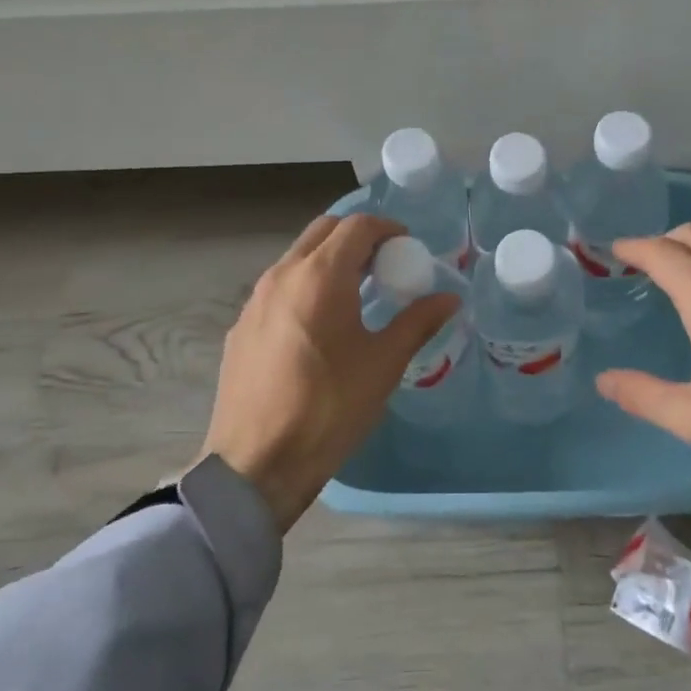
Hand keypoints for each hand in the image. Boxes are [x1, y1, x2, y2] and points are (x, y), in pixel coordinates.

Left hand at [197, 214, 459, 531]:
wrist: (256, 464)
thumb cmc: (329, 407)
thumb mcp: (383, 364)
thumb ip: (417, 322)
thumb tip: (450, 298)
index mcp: (319, 276)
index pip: (356, 226)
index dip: (387, 228)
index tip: (408, 248)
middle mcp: (282, 275)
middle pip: (323, 231)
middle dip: (357, 237)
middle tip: (384, 264)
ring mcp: (255, 300)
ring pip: (297, 258)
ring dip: (329, 260)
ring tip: (357, 293)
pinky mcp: (241, 327)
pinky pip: (279, 288)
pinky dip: (306, 286)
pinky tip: (320, 325)